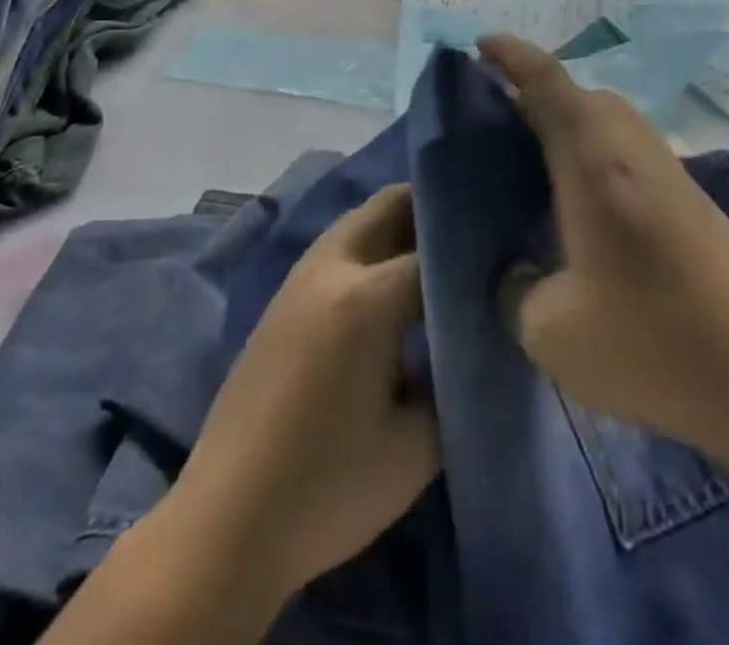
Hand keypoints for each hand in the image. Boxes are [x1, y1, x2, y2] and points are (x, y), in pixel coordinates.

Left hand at [169, 184, 438, 605]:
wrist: (226, 523)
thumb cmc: (327, 489)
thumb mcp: (415, 448)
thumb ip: (452, 382)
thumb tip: (467, 344)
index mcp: (366, 296)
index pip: (435, 250)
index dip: (472, 255)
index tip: (502, 264)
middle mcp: (331, 268)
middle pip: (389, 206)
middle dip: (432, 211)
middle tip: (471, 242)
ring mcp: (299, 279)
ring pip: (358, 222)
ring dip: (396, 228)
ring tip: (434, 263)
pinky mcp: (280, 300)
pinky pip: (336, 250)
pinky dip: (368, 250)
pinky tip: (387, 292)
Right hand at [481, 35, 728, 454]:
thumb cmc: (652, 340)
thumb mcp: (552, 332)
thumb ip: (515, 292)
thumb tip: (515, 274)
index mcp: (591, 157)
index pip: (546, 80)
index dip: (511, 55)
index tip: (481, 44)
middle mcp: (631, 146)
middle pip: (580, 95)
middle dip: (536, 95)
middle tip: (498, 125)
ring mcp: (668, 171)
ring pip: (608, 122)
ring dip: (570, 126)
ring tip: (536, 167)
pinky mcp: (691, 200)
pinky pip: (628, 151)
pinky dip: (596, 155)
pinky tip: (585, 210)